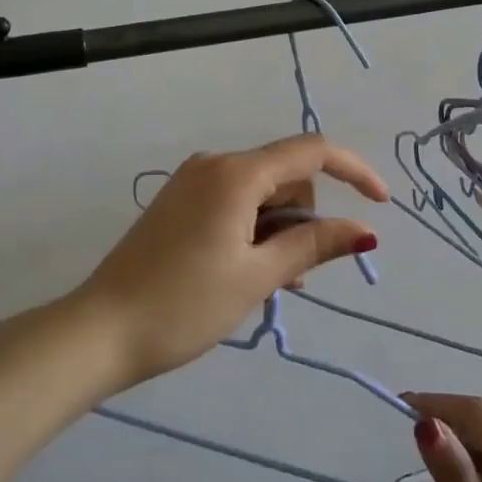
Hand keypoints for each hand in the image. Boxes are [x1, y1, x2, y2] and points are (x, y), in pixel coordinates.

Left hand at [74, 135, 388, 391]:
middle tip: (295, 274)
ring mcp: (192, 182)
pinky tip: (245, 270)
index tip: (381, 205)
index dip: (353, 171)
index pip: (311, 151)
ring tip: (268, 283)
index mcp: (235, 174)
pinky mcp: (178, 202)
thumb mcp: (256, 276)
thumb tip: (364, 230)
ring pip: (261, 193)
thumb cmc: (183, 304)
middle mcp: (214, 164)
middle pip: (285, 175)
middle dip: (304, 217)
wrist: (100, 330)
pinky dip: (253, 230)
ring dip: (279, 230)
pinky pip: (234, 203)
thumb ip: (313, 245)